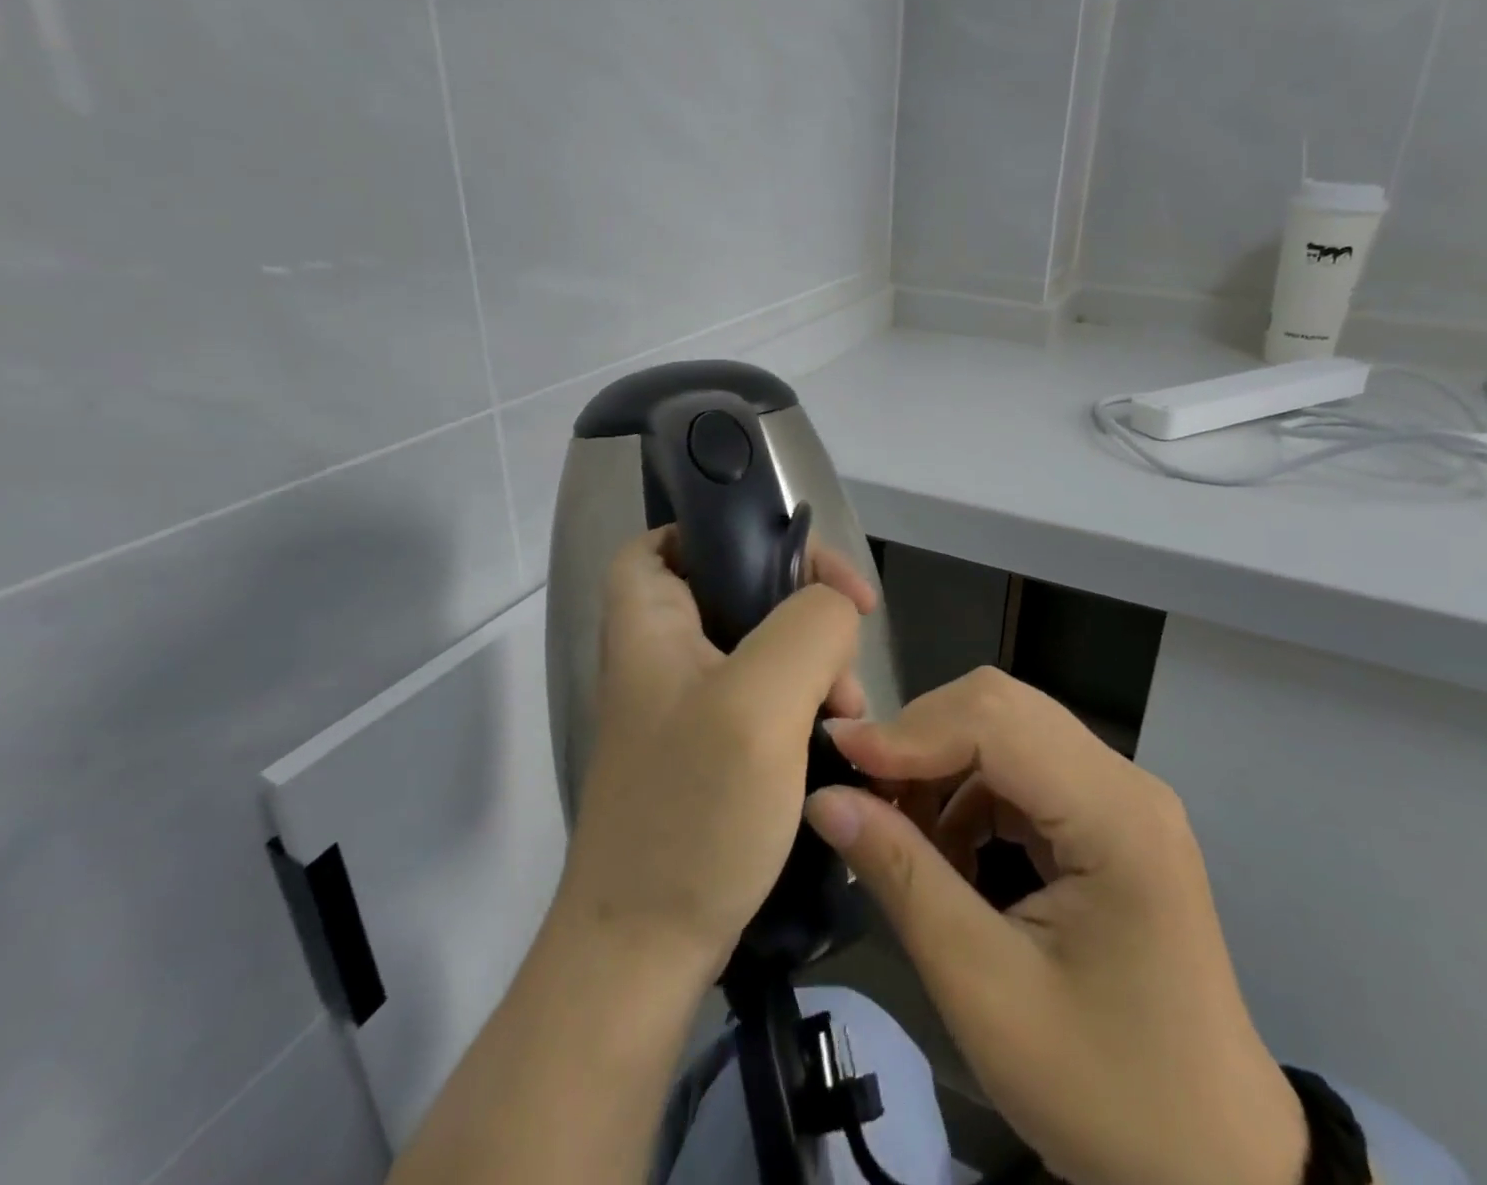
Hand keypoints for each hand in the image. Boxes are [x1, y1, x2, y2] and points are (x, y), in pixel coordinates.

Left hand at [554, 527, 877, 982]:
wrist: (644, 952)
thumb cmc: (692, 813)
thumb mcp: (760, 702)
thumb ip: (810, 628)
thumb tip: (838, 611)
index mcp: (649, 620)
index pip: (676, 536)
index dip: (738, 534)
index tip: (808, 571)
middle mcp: (661, 651)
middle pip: (741, 589)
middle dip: (804, 615)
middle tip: (843, 662)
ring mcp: (686, 702)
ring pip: (766, 645)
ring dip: (815, 670)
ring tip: (843, 719)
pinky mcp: (709, 746)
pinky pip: (768, 696)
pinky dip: (804, 708)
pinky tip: (830, 745)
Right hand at [805, 669, 1308, 1184]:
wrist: (1213, 1162)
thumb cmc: (1105, 1090)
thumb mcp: (985, 990)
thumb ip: (903, 878)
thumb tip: (826, 798)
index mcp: (1115, 814)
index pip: (996, 719)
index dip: (909, 730)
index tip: (838, 759)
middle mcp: (1125, 781)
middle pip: (1001, 708)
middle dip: (921, 740)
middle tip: (863, 795)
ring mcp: (1121, 795)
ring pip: (1007, 731)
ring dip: (941, 765)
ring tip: (897, 829)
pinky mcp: (1108, 817)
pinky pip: (1022, 769)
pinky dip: (968, 791)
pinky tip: (947, 850)